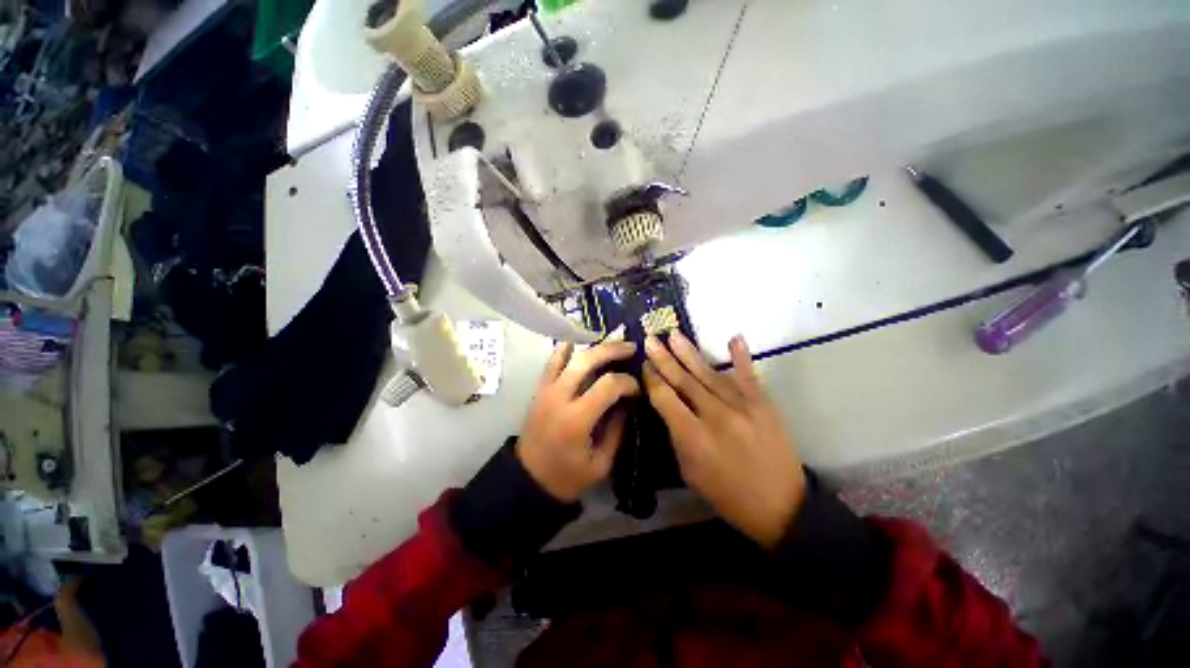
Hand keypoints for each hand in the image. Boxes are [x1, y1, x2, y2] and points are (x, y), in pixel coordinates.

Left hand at [517, 339, 640, 501]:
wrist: (528, 479)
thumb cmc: (567, 477)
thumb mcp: (601, 463)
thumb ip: (617, 430)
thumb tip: (629, 402)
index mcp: (577, 419)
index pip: (608, 385)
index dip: (628, 382)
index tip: (637, 389)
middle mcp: (560, 397)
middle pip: (587, 360)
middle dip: (612, 350)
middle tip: (631, 347)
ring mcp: (546, 390)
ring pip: (569, 356)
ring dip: (593, 346)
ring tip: (611, 341)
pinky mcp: (539, 389)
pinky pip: (551, 362)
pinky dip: (565, 349)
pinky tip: (578, 343)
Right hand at [643, 332, 805, 547]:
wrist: (781, 506)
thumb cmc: (727, 494)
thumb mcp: (690, 472)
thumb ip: (677, 436)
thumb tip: (668, 407)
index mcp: (693, 437)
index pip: (665, 398)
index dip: (652, 379)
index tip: (643, 363)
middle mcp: (715, 416)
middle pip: (683, 380)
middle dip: (664, 358)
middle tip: (650, 339)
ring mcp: (742, 406)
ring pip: (709, 373)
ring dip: (689, 352)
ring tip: (674, 334)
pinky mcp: (763, 403)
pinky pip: (748, 375)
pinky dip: (741, 356)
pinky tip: (734, 338)